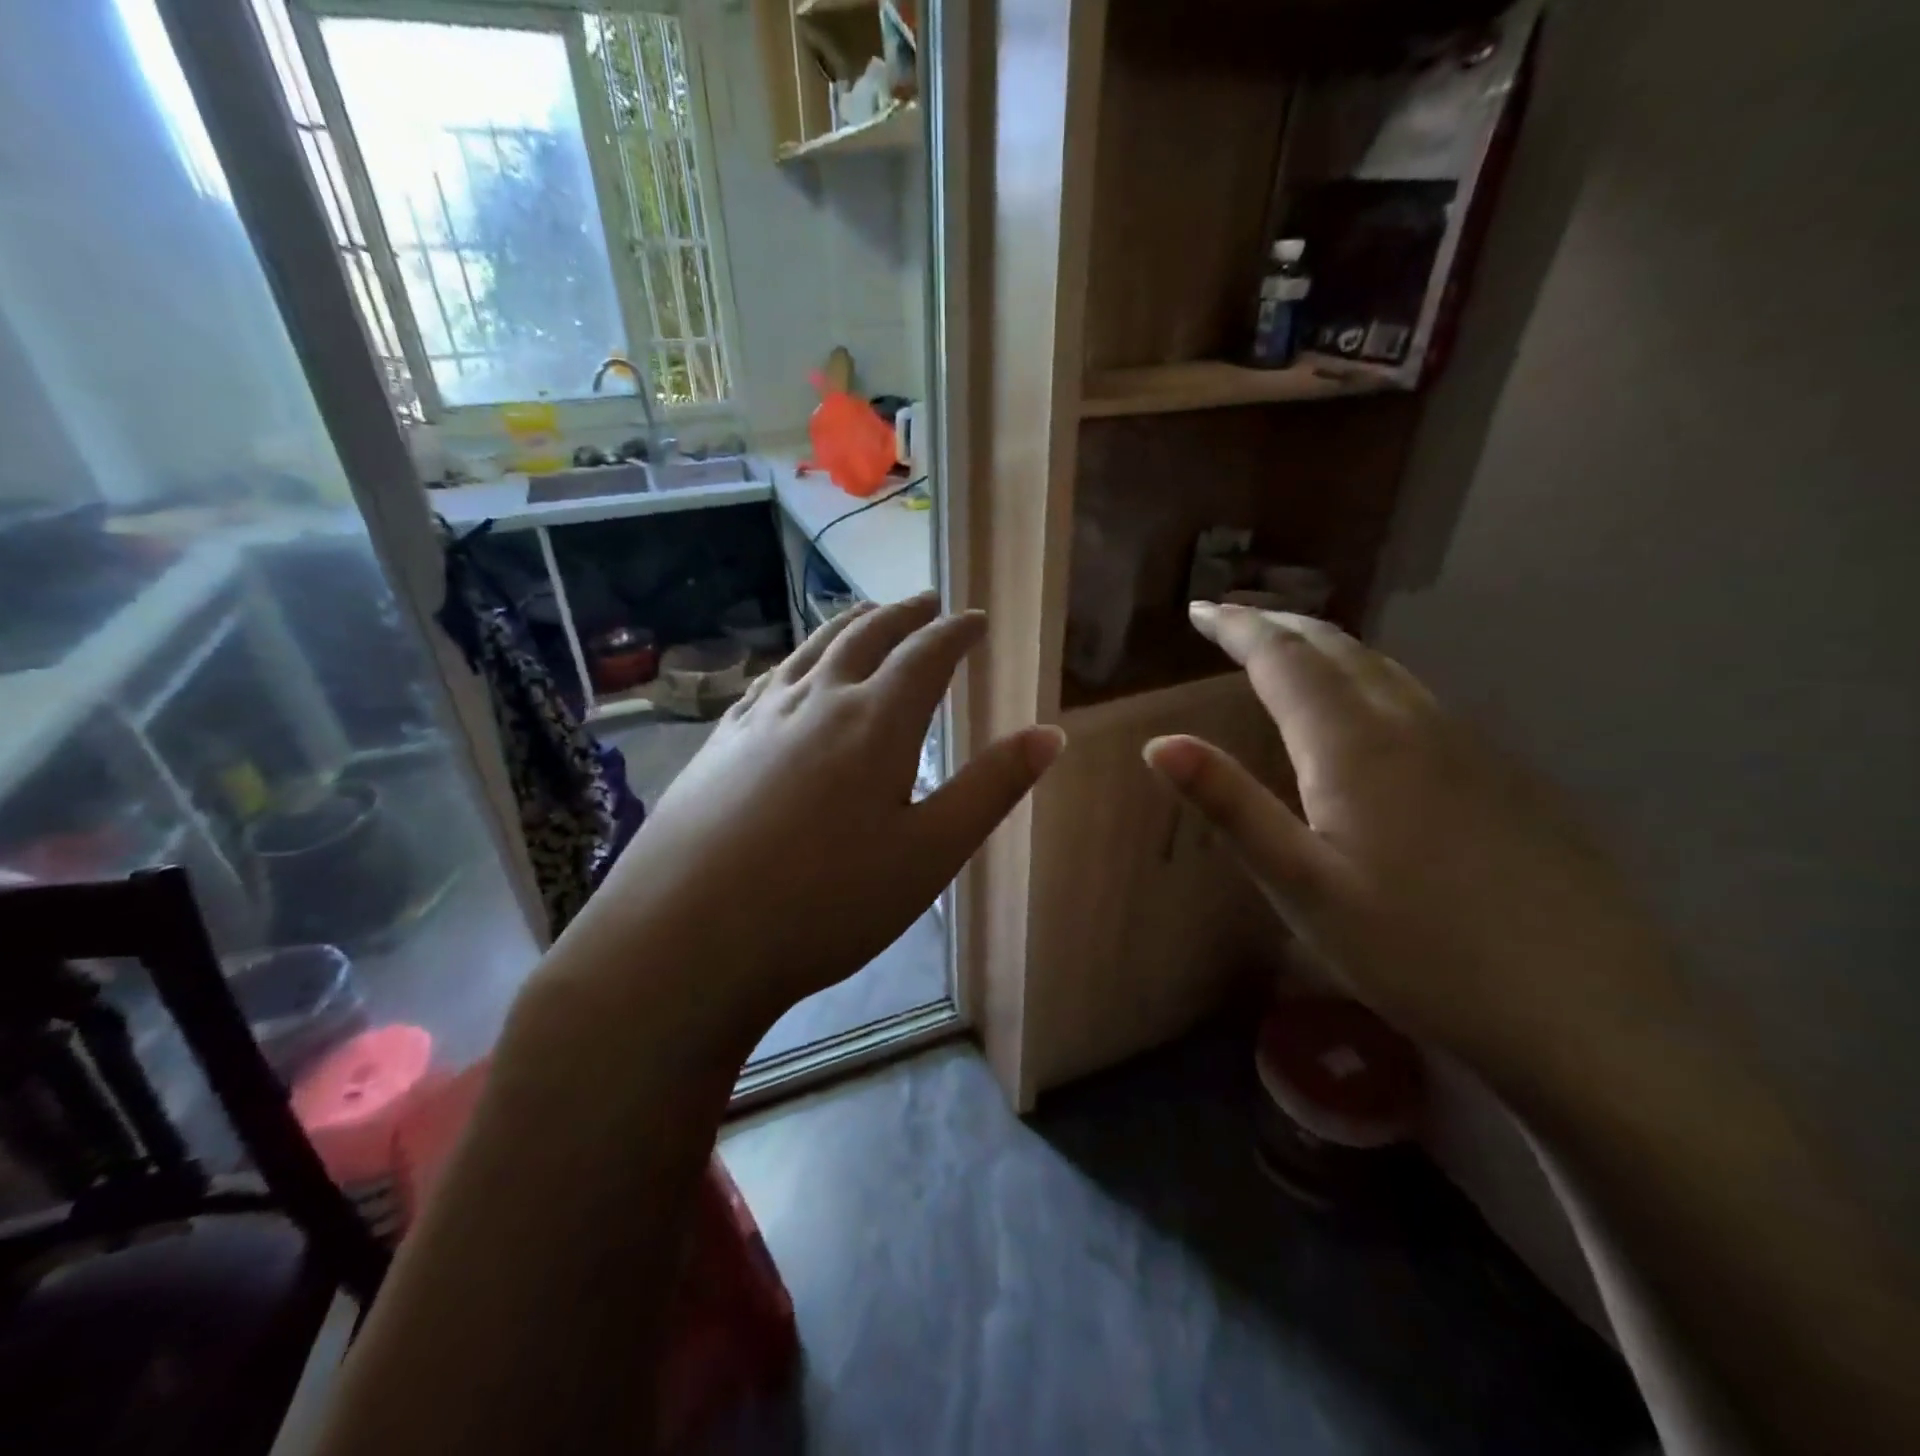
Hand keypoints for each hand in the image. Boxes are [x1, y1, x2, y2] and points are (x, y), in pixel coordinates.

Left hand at [547, 593, 1064, 1039]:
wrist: (687, 938)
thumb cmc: (826, 903)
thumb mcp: (930, 854)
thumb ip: (991, 789)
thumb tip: (1050, 734)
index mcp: (875, 722)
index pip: (926, 654)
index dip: (957, 631)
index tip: (977, 619)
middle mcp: (817, 701)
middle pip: (867, 636)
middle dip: (905, 614)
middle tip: (929, 601)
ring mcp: (760, 718)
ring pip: (813, 649)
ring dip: (850, 625)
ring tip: (869, 615)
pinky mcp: (719, 742)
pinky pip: (770, 679)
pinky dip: (798, 659)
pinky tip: (793, 672)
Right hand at [1143, 603, 1680, 1066]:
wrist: (1588, 1014)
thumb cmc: (1417, 954)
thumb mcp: (1301, 887)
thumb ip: (1230, 806)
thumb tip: (1160, 743)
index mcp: (1356, 746)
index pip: (1284, 659)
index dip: (1237, 628)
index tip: (1199, 608)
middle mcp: (1414, 725)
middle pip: (1339, 649)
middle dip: (1280, 625)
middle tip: (1235, 617)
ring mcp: (1472, 747)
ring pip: (1386, 670)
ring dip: (1328, 648)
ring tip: (1291, 650)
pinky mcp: (1508, 777)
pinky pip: (1422, 701)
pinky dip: (1372, 681)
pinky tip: (1372, 714)